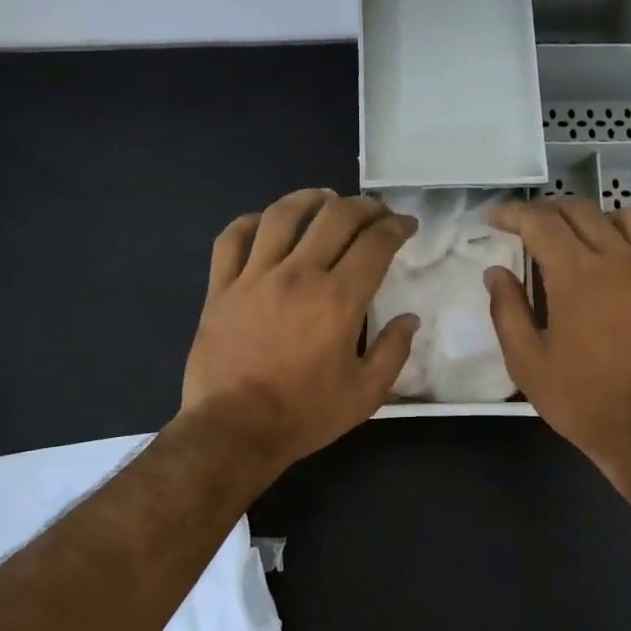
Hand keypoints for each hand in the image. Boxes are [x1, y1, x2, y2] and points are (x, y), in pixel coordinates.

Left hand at [180, 189, 419, 472]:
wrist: (234, 431)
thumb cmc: (305, 415)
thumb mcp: (365, 394)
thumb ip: (393, 352)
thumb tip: (409, 319)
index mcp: (338, 300)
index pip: (375, 243)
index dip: (396, 226)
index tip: (406, 225)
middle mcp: (298, 275)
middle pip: (334, 216)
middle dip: (364, 206)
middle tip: (375, 213)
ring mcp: (254, 277)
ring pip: (282, 215)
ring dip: (310, 198)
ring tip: (325, 199)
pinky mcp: (221, 288)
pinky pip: (232, 239)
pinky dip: (251, 221)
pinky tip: (265, 222)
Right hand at [485, 198, 630, 474]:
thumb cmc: (581, 400)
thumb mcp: (527, 362)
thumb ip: (507, 310)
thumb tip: (496, 272)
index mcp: (576, 275)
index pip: (540, 222)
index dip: (513, 213)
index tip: (495, 217)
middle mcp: (618, 259)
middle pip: (580, 211)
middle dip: (548, 212)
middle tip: (528, 227)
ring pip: (626, 217)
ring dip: (595, 219)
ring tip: (580, 240)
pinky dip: (630, 243)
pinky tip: (618, 268)